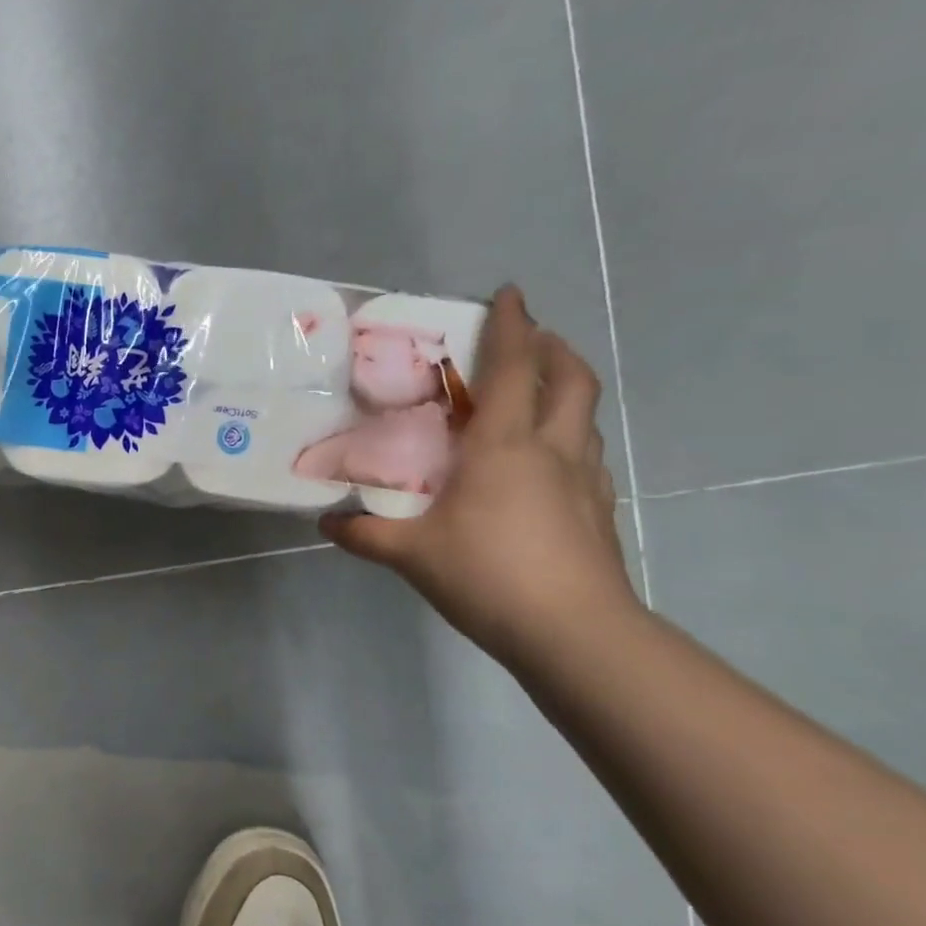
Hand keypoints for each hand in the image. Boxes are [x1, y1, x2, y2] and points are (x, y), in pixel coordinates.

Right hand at [321, 286, 640, 666]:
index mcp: (505, 446)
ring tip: (538, 394)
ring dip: (566, 389)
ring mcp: (585, 479)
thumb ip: (366, 534)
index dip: (512, 325)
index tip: (510, 293)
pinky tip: (547, 463)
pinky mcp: (599, 510)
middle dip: (553, 348)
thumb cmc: (488, 575)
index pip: (513, 368)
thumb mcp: (412, 554)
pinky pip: (586, 454)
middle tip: (531, 339)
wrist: (574, 632)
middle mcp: (552, 449)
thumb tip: (326, 522)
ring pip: (584, 416)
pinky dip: (569, 437)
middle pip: (570, 379)